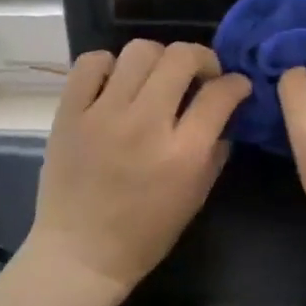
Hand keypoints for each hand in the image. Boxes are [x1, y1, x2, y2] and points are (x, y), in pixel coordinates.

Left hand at [27, 40, 249, 304]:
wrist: (80, 254)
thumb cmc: (144, 235)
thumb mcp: (195, 198)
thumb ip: (215, 152)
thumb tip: (224, 114)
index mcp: (182, 153)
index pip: (220, 94)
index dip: (236, 84)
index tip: (236, 86)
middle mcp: (145, 124)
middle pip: (181, 57)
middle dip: (202, 58)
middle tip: (200, 75)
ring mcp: (102, 114)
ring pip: (139, 51)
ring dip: (158, 58)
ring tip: (156, 78)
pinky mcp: (69, 113)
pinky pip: (91, 63)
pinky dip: (108, 65)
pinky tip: (116, 83)